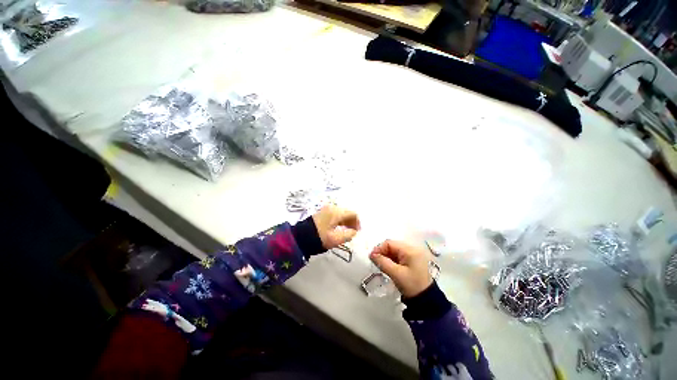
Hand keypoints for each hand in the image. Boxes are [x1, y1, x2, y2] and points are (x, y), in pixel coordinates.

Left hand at [312, 205, 360, 249]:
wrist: (300, 237)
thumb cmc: (319, 238)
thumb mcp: (336, 239)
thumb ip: (348, 235)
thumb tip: (354, 232)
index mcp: (336, 212)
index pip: (353, 214)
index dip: (358, 222)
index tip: (357, 232)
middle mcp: (332, 208)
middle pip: (347, 212)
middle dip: (352, 222)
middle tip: (353, 232)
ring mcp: (326, 209)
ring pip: (341, 213)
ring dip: (346, 221)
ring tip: (347, 231)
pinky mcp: (322, 213)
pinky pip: (335, 214)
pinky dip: (339, 220)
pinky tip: (339, 228)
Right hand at [370, 240, 431, 297]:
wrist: (426, 300)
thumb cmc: (411, 285)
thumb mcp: (396, 274)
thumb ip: (382, 262)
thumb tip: (372, 255)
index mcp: (410, 250)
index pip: (390, 243)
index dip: (379, 248)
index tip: (372, 257)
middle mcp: (412, 249)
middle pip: (392, 245)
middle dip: (382, 252)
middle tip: (375, 261)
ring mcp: (413, 254)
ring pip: (394, 250)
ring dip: (386, 256)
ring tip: (381, 264)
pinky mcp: (412, 260)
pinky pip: (399, 255)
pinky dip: (392, 259)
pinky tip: (388, 266)